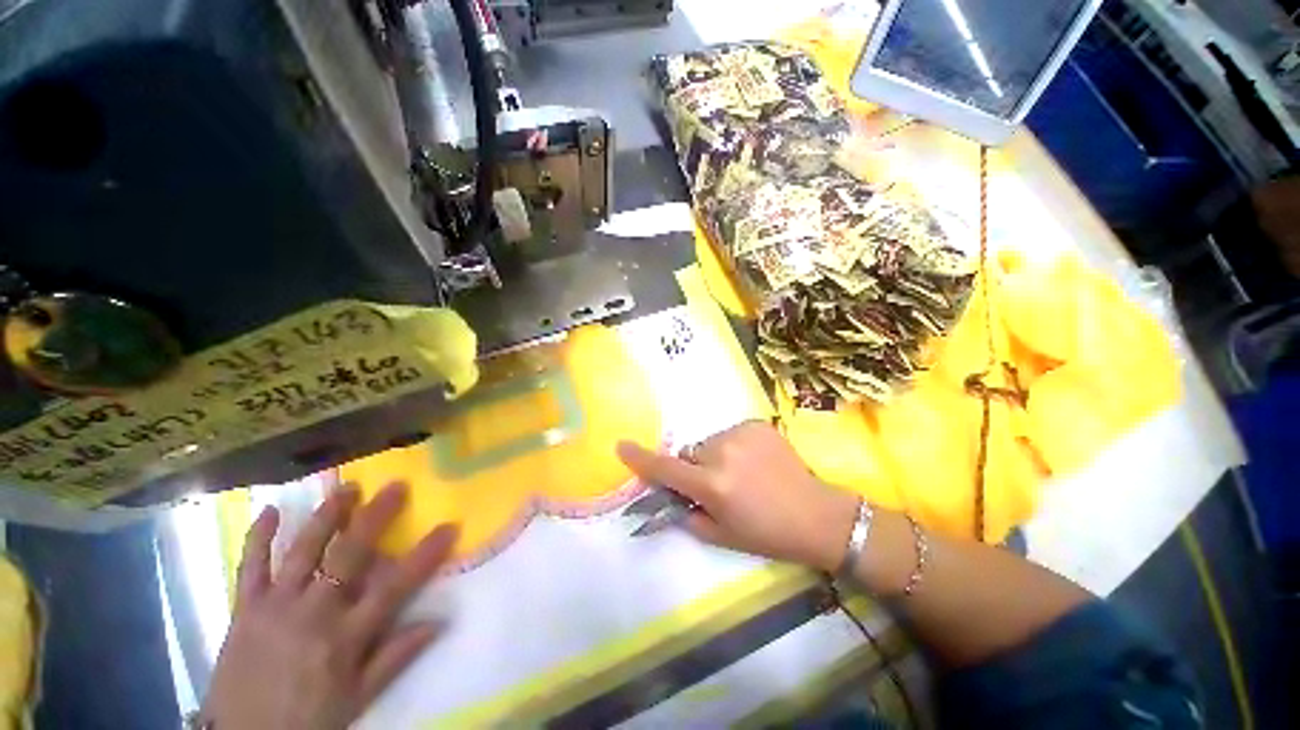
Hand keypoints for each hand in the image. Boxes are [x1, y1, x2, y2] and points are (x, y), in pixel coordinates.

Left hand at [202, 483, 458, 729]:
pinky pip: (250, 567)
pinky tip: (270, 510)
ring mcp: (275, 607)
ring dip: (326, 516)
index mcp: (345, 637)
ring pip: (303, 551)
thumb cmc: (309, 718)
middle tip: (396, 486)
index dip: (425, 555)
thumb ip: (396, 657)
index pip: (395, 587)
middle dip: (376, 516)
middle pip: (349, 555)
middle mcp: (313, 612)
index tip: (449, 526)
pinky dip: (258, 538)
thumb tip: (440, 622)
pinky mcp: (245, 608)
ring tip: (347, 487)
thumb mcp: (358, 697)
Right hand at [617, 421, 858, 571]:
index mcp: (712, 484)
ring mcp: (741, 434)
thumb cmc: (767, 533)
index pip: (665, 468)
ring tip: (742, 473)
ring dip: (715, 456)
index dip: (641, 458)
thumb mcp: (721, 535)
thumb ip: (687, 514)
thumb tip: (669, 497)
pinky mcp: (756, 424)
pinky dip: (734, 446)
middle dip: (695, 467)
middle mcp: (722, 452)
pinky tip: (756, 462)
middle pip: (689, 453)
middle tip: (718, 485)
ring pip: (709, 442)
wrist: (817, 515)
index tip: (622, 446)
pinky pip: (730, 434)